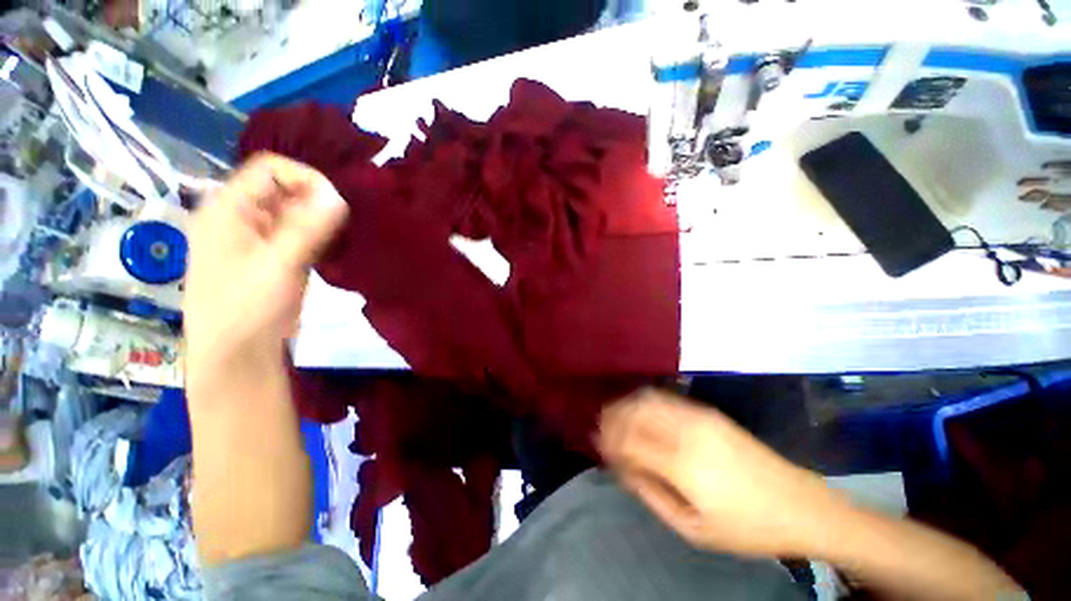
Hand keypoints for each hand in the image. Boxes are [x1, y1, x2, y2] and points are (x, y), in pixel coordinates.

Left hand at [183, 153, 347, 390]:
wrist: (237, 354)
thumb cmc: (248, 307)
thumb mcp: (279, 263)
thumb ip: (309, 227)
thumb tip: (339, 195)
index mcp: (228, 208)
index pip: (269, 169)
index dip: (304, 178)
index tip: (337, 203)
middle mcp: (239, 217)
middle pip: (282, 189)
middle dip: (315, 201)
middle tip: (343, 223)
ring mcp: (255, 238)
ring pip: (293, 213)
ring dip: (319, 220)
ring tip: (341, 236)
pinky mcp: (272, 257)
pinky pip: (297, 234)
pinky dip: (317, 236)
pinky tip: (332, 249)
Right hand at [599, 390, 842, 557]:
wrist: (799, 505)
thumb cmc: (745, 527)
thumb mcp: (692, 529)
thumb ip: (651, 493)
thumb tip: (622, 466)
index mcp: (683, 465)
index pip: (629, 441)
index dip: (608, 440)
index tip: (597, 445)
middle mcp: (687, 432)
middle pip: (634, 413)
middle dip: (611, 418)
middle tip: (600, 428)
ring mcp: (699, 416)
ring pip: (647, 399)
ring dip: (625, 405)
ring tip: (613, 415)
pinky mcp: (708, 411)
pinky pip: (665, 398)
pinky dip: (644, 400)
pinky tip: (638, 409)